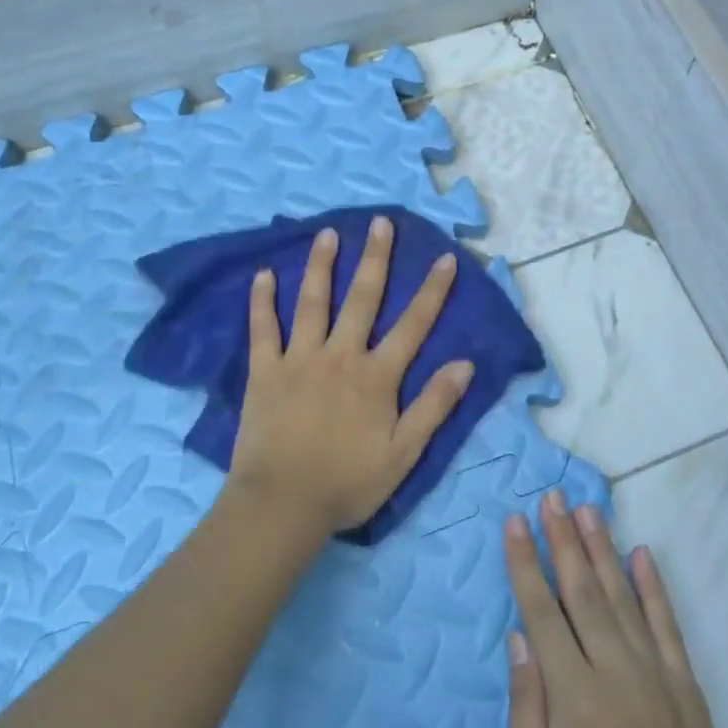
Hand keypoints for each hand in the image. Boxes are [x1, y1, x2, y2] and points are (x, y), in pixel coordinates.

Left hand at [227, 216, 474, 537]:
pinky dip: (262, 301)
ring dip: (322, 265)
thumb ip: (434, 406)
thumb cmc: (347, 483)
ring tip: (328, 233)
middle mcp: (340, 356)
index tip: (444, 258)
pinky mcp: (264, 371)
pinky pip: (263, 329)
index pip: (413, 325)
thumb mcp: (404, 453)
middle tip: (380, 222)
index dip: (432, 291)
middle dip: (376, 258)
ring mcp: (299, 359)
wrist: (282, 505)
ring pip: (313, 302)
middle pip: (362, 299)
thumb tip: (465, 364)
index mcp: (376, 376)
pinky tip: (263, 275)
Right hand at [506, 492, 727, 727]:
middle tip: (552, 497)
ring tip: (587, 510)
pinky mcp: (687, 690)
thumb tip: (518, 637)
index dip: (525, 563)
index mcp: (572, 696)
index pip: (541, 610)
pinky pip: (668, 627)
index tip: (516, 521)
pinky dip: (655, 589)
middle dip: (563, 539)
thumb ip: (525, 707)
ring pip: (623, 598)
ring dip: (603, 550)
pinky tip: (643, 555)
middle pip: (582, 591)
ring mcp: (656, 677)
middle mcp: (615, 673)